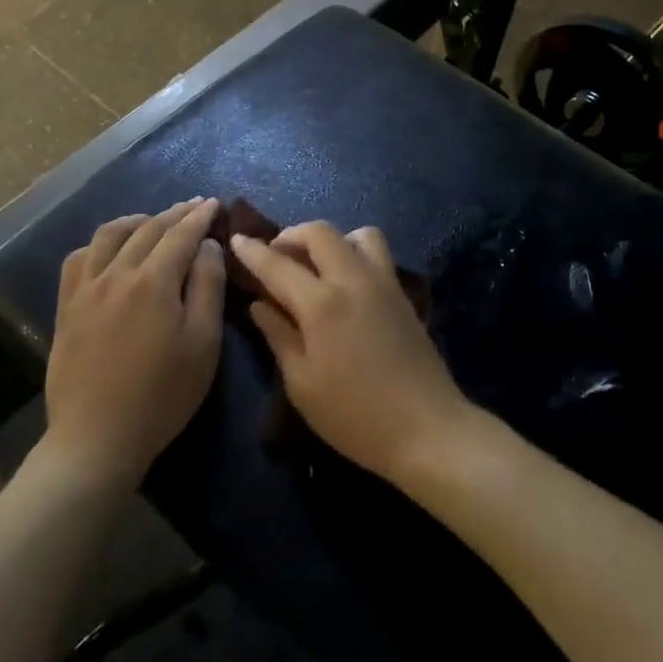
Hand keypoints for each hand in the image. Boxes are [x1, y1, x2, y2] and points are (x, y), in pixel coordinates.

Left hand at [43, 199, 225, 490]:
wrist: (97, 438)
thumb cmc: (163, 395)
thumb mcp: (203, 344)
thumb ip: (207, 287)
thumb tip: (207, 246)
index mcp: (155, 281)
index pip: (182, 235)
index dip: (200, 216)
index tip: (213, 203)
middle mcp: (117, 273)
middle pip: (148, 229)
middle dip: (174, 214)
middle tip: (194, 206)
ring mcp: (86, 288)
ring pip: (109, 236)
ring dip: (136, 221)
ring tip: (153, 221)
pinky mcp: (66, 307)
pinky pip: (78, 259)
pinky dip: (98, 245)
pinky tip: (108, 251)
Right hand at [230, 223, 466, 483]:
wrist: (427, 428)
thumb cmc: (354, 415)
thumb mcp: (302, 384)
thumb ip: (279, 336)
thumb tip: (258, 305)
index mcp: (322, 303)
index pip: (278, 265)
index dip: (253, 251)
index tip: (236, 240)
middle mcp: (353, 280)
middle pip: (320, 232)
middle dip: (291, 235)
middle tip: (275, 256)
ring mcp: (383, 283)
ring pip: (356, 235)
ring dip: (330, 240)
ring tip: (315, 266)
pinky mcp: (402, 294)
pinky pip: (376, 253)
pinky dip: (354, 253)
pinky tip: (344, 284)